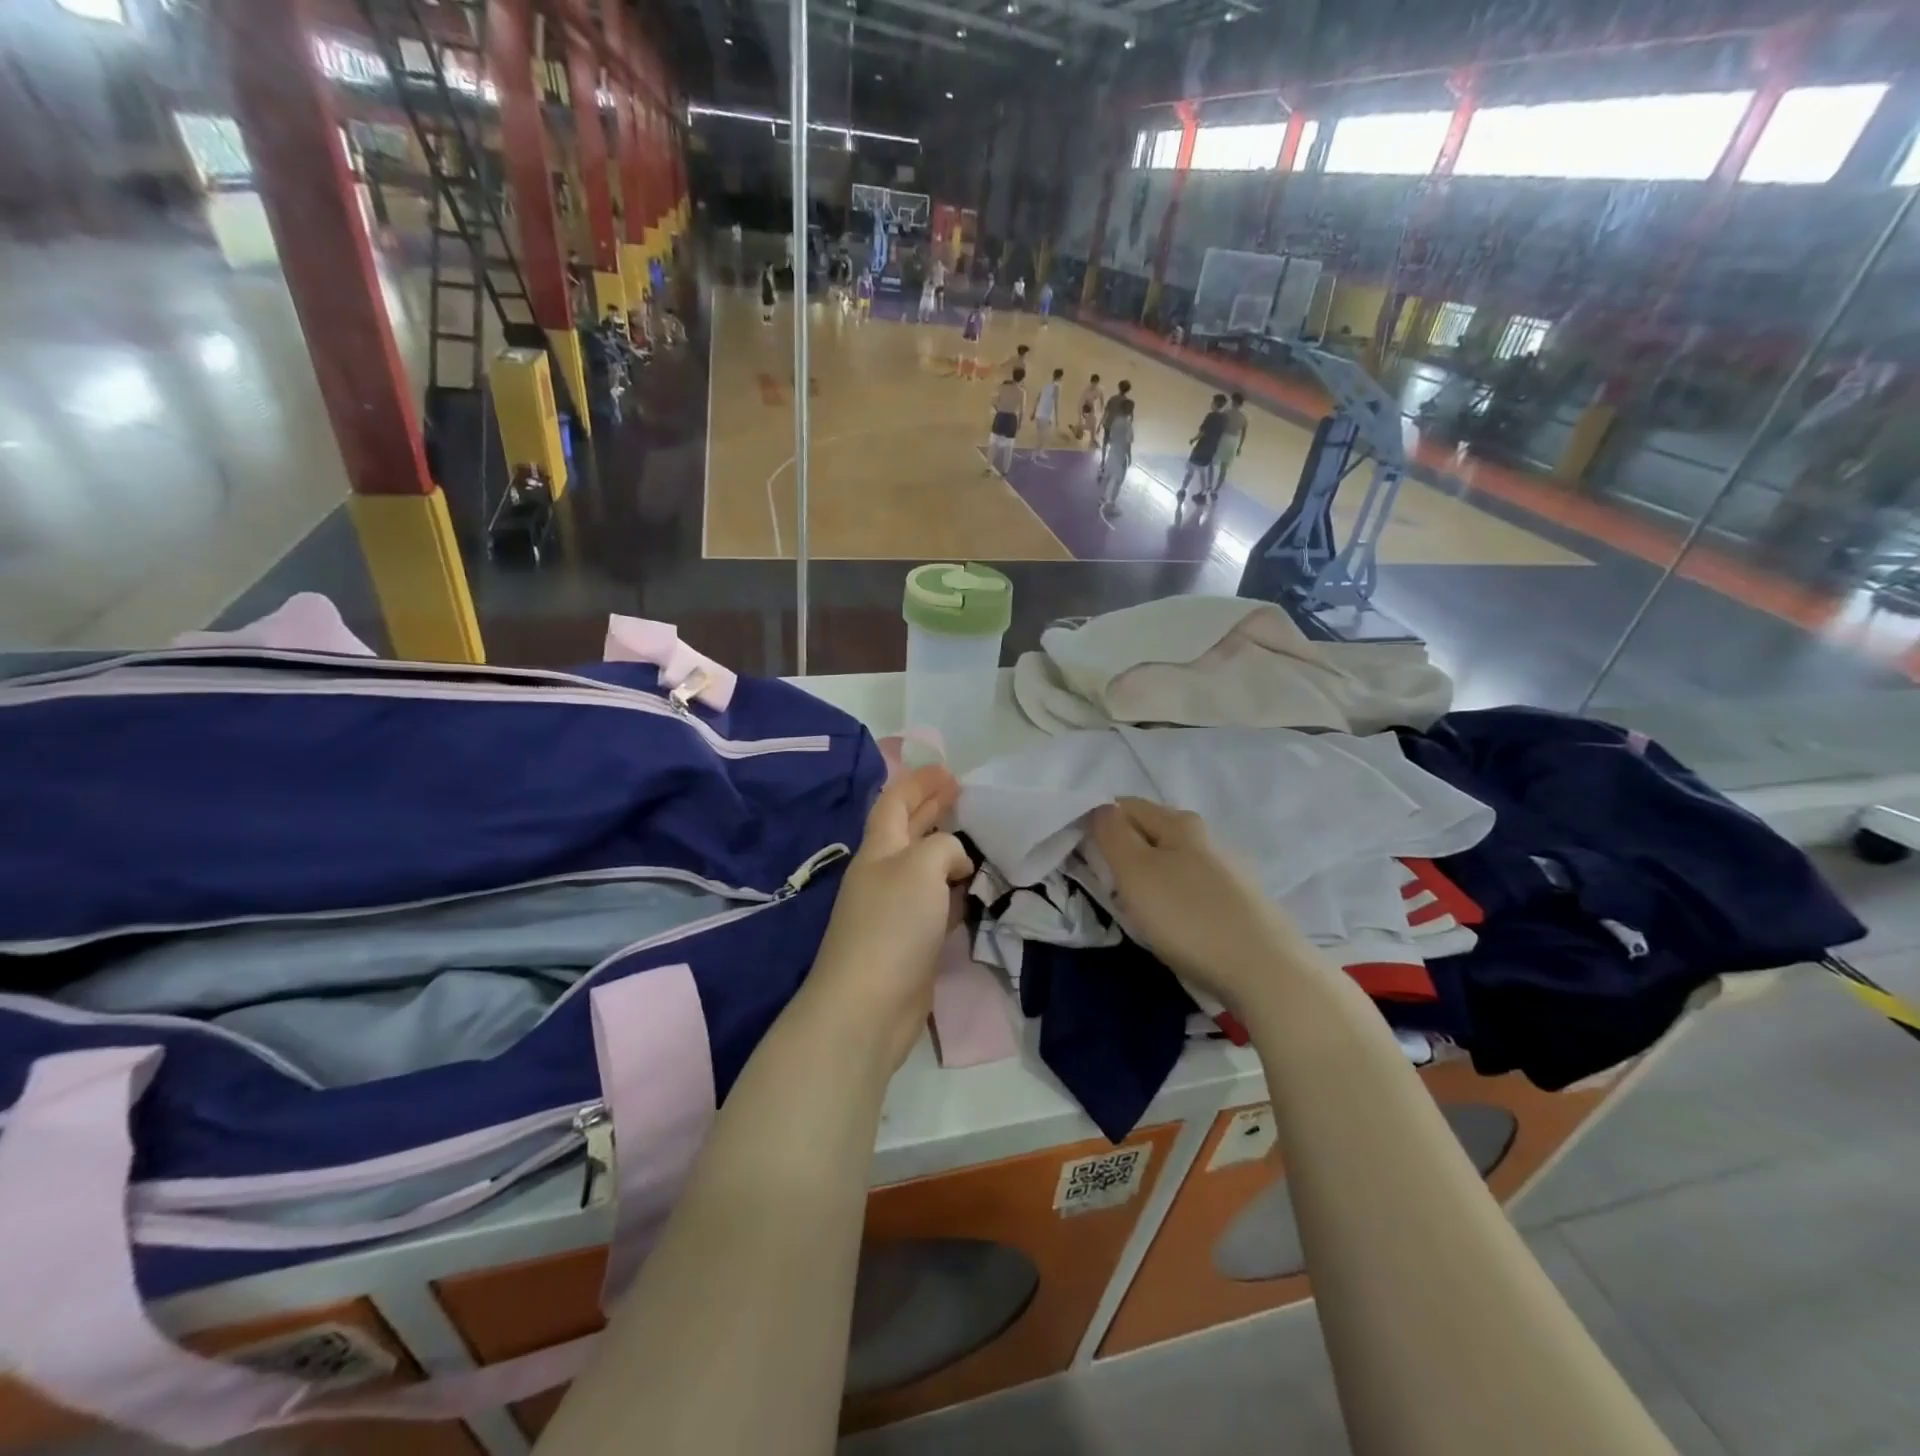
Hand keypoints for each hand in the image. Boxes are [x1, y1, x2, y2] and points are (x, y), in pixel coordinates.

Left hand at [804, 766, 974, 1071]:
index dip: (918, 782)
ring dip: (946, 849)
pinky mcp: (910, 942)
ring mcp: (895, 910)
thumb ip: (943, 847)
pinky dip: (954, 889)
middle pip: (908, 830)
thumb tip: (957, 862)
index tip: (948, 770)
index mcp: (879, 849)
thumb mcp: (920, 866)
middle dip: (932, 807)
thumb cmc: (891, 925)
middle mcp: (884, 874)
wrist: (868, 1005)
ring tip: (975, 836)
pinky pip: (935, 903)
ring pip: (925, 868)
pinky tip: (973, 888)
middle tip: (963, 793)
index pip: (895, 802)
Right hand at [1089, 797, 1310, 1012]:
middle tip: (1107, 885)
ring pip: (1172, 861)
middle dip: (1124, 851)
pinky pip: (1192, 888)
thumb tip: (1100, 808)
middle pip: (1150, 832)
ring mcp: (1228, 871)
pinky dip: (1173, 898)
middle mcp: (1207, 838)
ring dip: (1149, 877)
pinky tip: (1174, 925)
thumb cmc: (1188, 917)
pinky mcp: (1240, 903)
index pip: (1125, 805)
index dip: (1099, 823)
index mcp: (1179, 823)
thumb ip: (1112, 834)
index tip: (1083, 856)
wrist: (1266, 972)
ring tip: (1137, 910)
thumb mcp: (1135, 872)